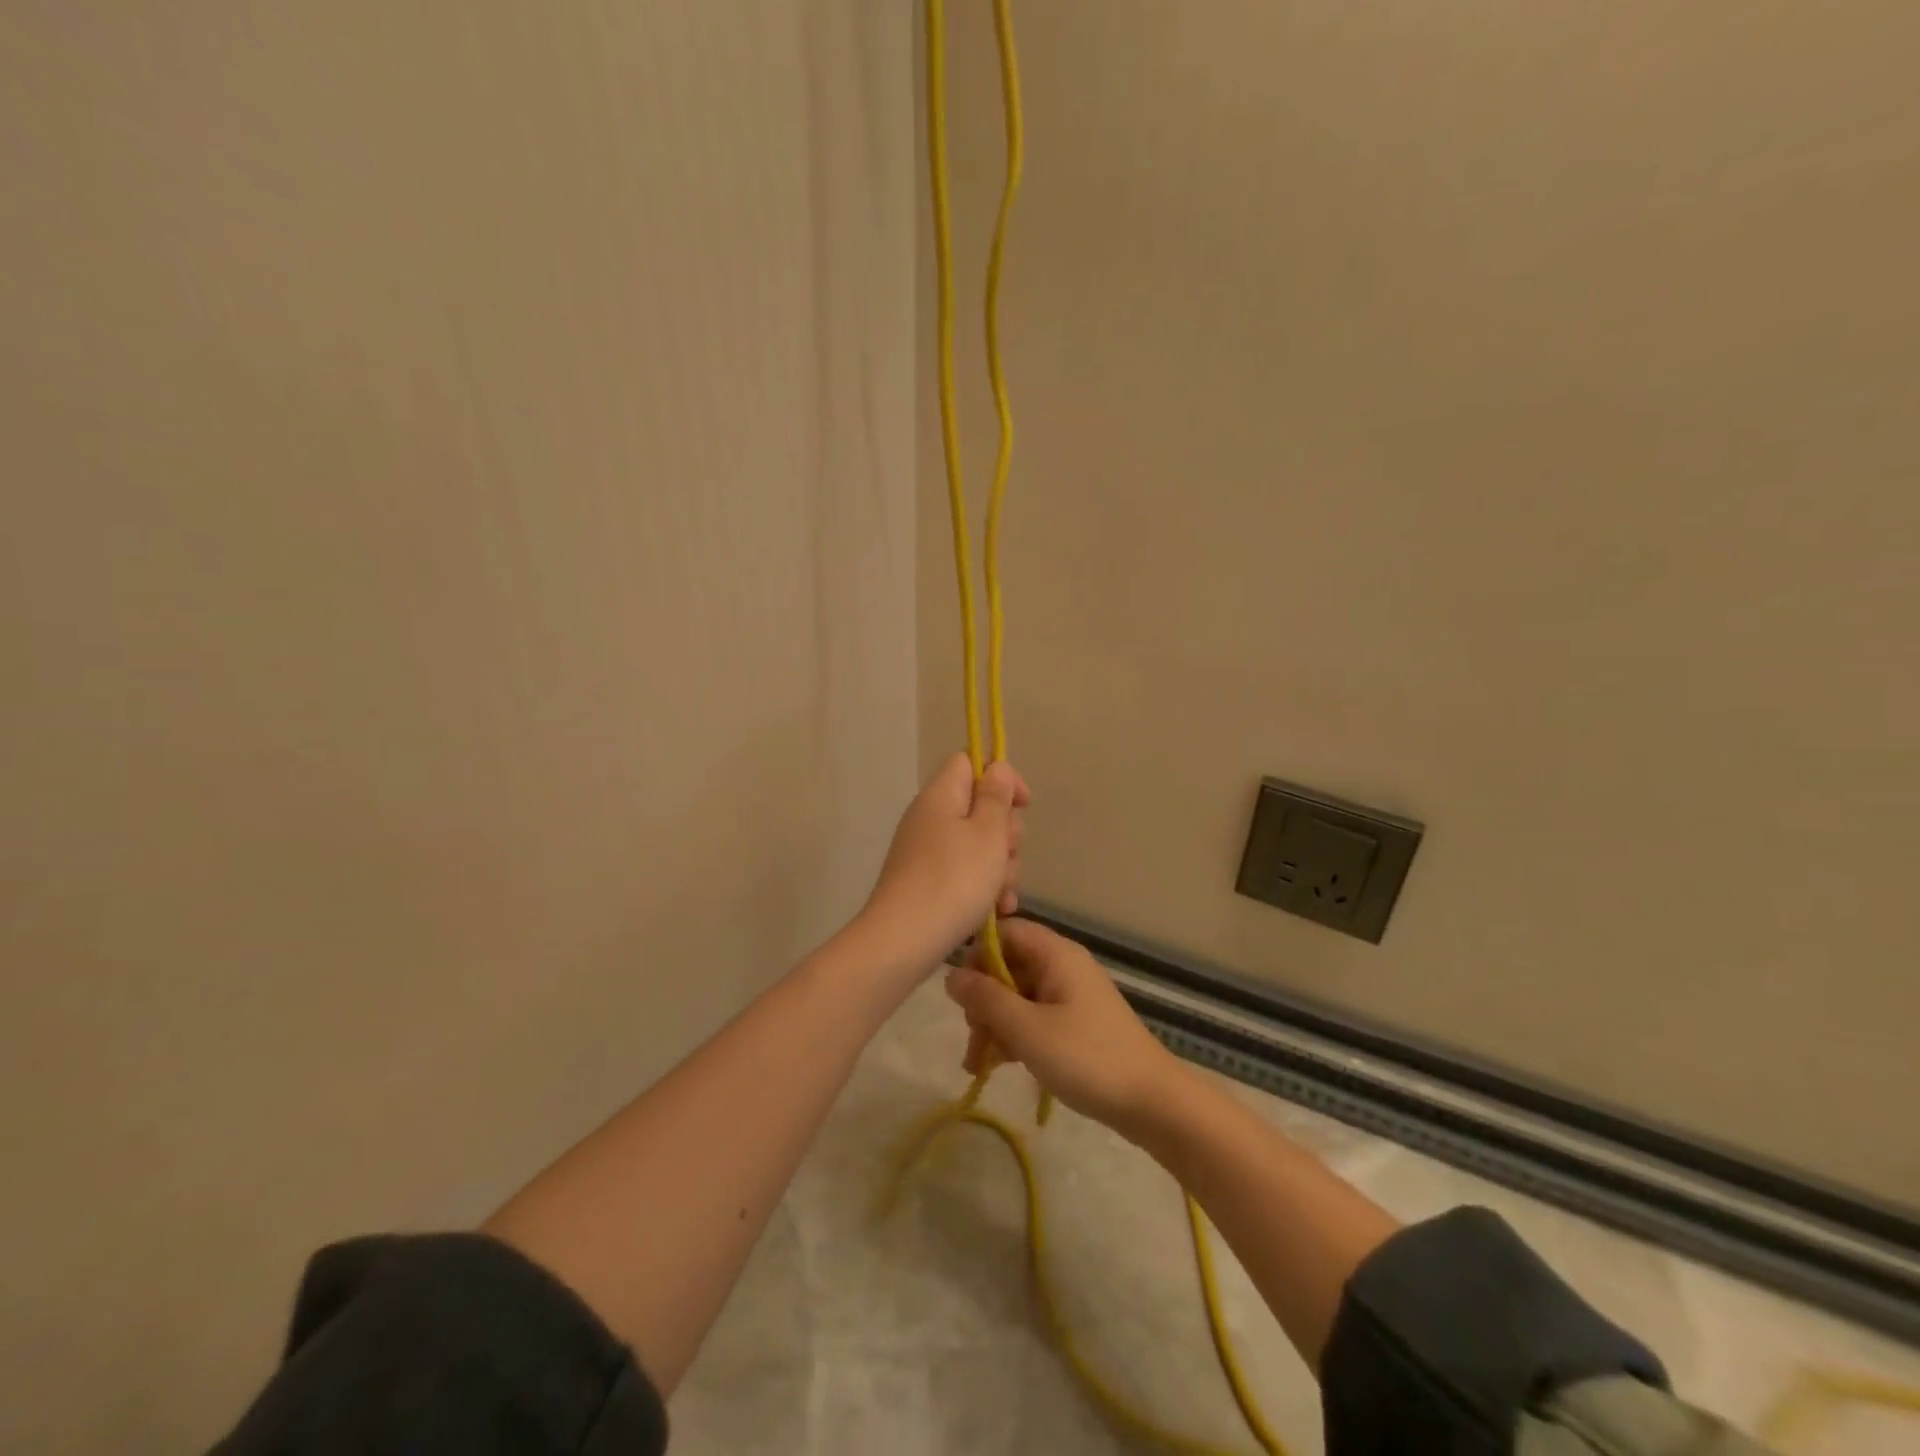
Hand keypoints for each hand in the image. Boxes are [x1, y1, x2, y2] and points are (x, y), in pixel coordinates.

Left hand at [861, 753, 1028, 972]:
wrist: (903, 941)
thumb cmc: (953, 881)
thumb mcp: (987, 834)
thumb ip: (996, 798)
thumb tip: (996, 768)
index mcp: (941, 795)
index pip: (971, 761)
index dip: (1002, 777)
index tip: (1023, 805)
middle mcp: (930, 817)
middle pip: (979, 807)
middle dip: (1006, 833)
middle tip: (1009, 855)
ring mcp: (926, 851)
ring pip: (978, 845)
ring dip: (1000, 866)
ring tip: (1003, 895)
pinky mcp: (926, 881)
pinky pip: (964, 872)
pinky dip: (983, 887)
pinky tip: (997, 910)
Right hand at [943, 918, 1185, 1132]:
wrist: (1152, 1102)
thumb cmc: (1087, 1058)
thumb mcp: (1027, 1029)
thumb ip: (986, 999)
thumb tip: (951, 975)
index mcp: (1055, 954)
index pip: (1004, 932)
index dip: (977, 956)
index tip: (962, 994)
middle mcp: (1062, 965)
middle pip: (1008, 967)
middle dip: (983, 1001)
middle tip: (973, 1038)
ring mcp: (1070, 995)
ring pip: (1017, 996)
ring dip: (995, 1025)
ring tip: (979, 1065)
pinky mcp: (1075, 1022)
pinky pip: (1034, 1017)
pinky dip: (1015, 1036)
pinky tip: (999, 1067)